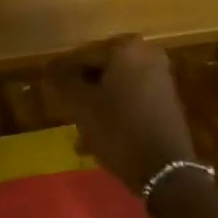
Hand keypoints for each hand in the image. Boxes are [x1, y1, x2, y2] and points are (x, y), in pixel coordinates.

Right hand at [45, 35, 199, 194]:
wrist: (165, 169)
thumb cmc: (118, 128)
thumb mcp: (81, 104)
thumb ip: (63, 80)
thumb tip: (51, 66)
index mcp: (126, 48)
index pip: (84, 56)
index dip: (65, 76)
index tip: (54, 94)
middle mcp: (147, 56)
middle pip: (101, 72)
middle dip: (83, 93)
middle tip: (66, 112)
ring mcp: (161, 79)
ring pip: (116, 89)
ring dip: (97, 107)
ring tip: (80, 134)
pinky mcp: (166, 102)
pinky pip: (131, 102)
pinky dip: (115, 115)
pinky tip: (98, 140)